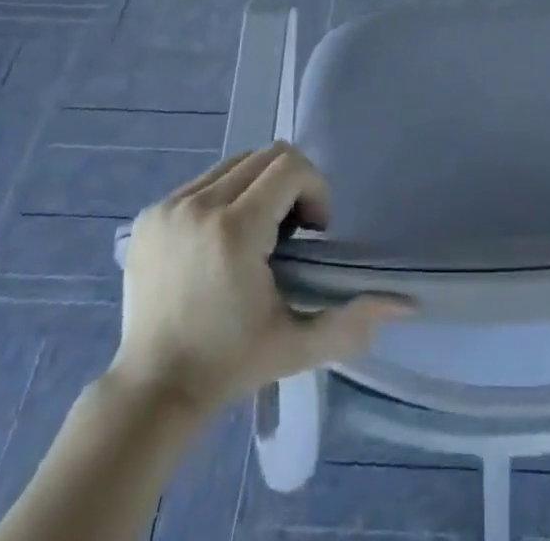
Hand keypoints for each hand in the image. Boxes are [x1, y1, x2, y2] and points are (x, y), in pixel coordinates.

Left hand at [112, 143, 408, 409]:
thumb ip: (349, 321)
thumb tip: (399, 305)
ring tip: (257, 236)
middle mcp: (199, 206)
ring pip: (236, 164)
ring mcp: (169, 207)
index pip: (291, 166)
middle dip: (292, 185)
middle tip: (292, 233)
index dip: (315, 189)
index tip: (313, 231)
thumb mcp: (295, 346)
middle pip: (266, 156)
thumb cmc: (228, 365)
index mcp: (234, 231)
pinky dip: (226, 196)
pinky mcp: (150, 214)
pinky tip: (222, 241)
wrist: (150, 392)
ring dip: (259, 188)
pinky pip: (204, 180)